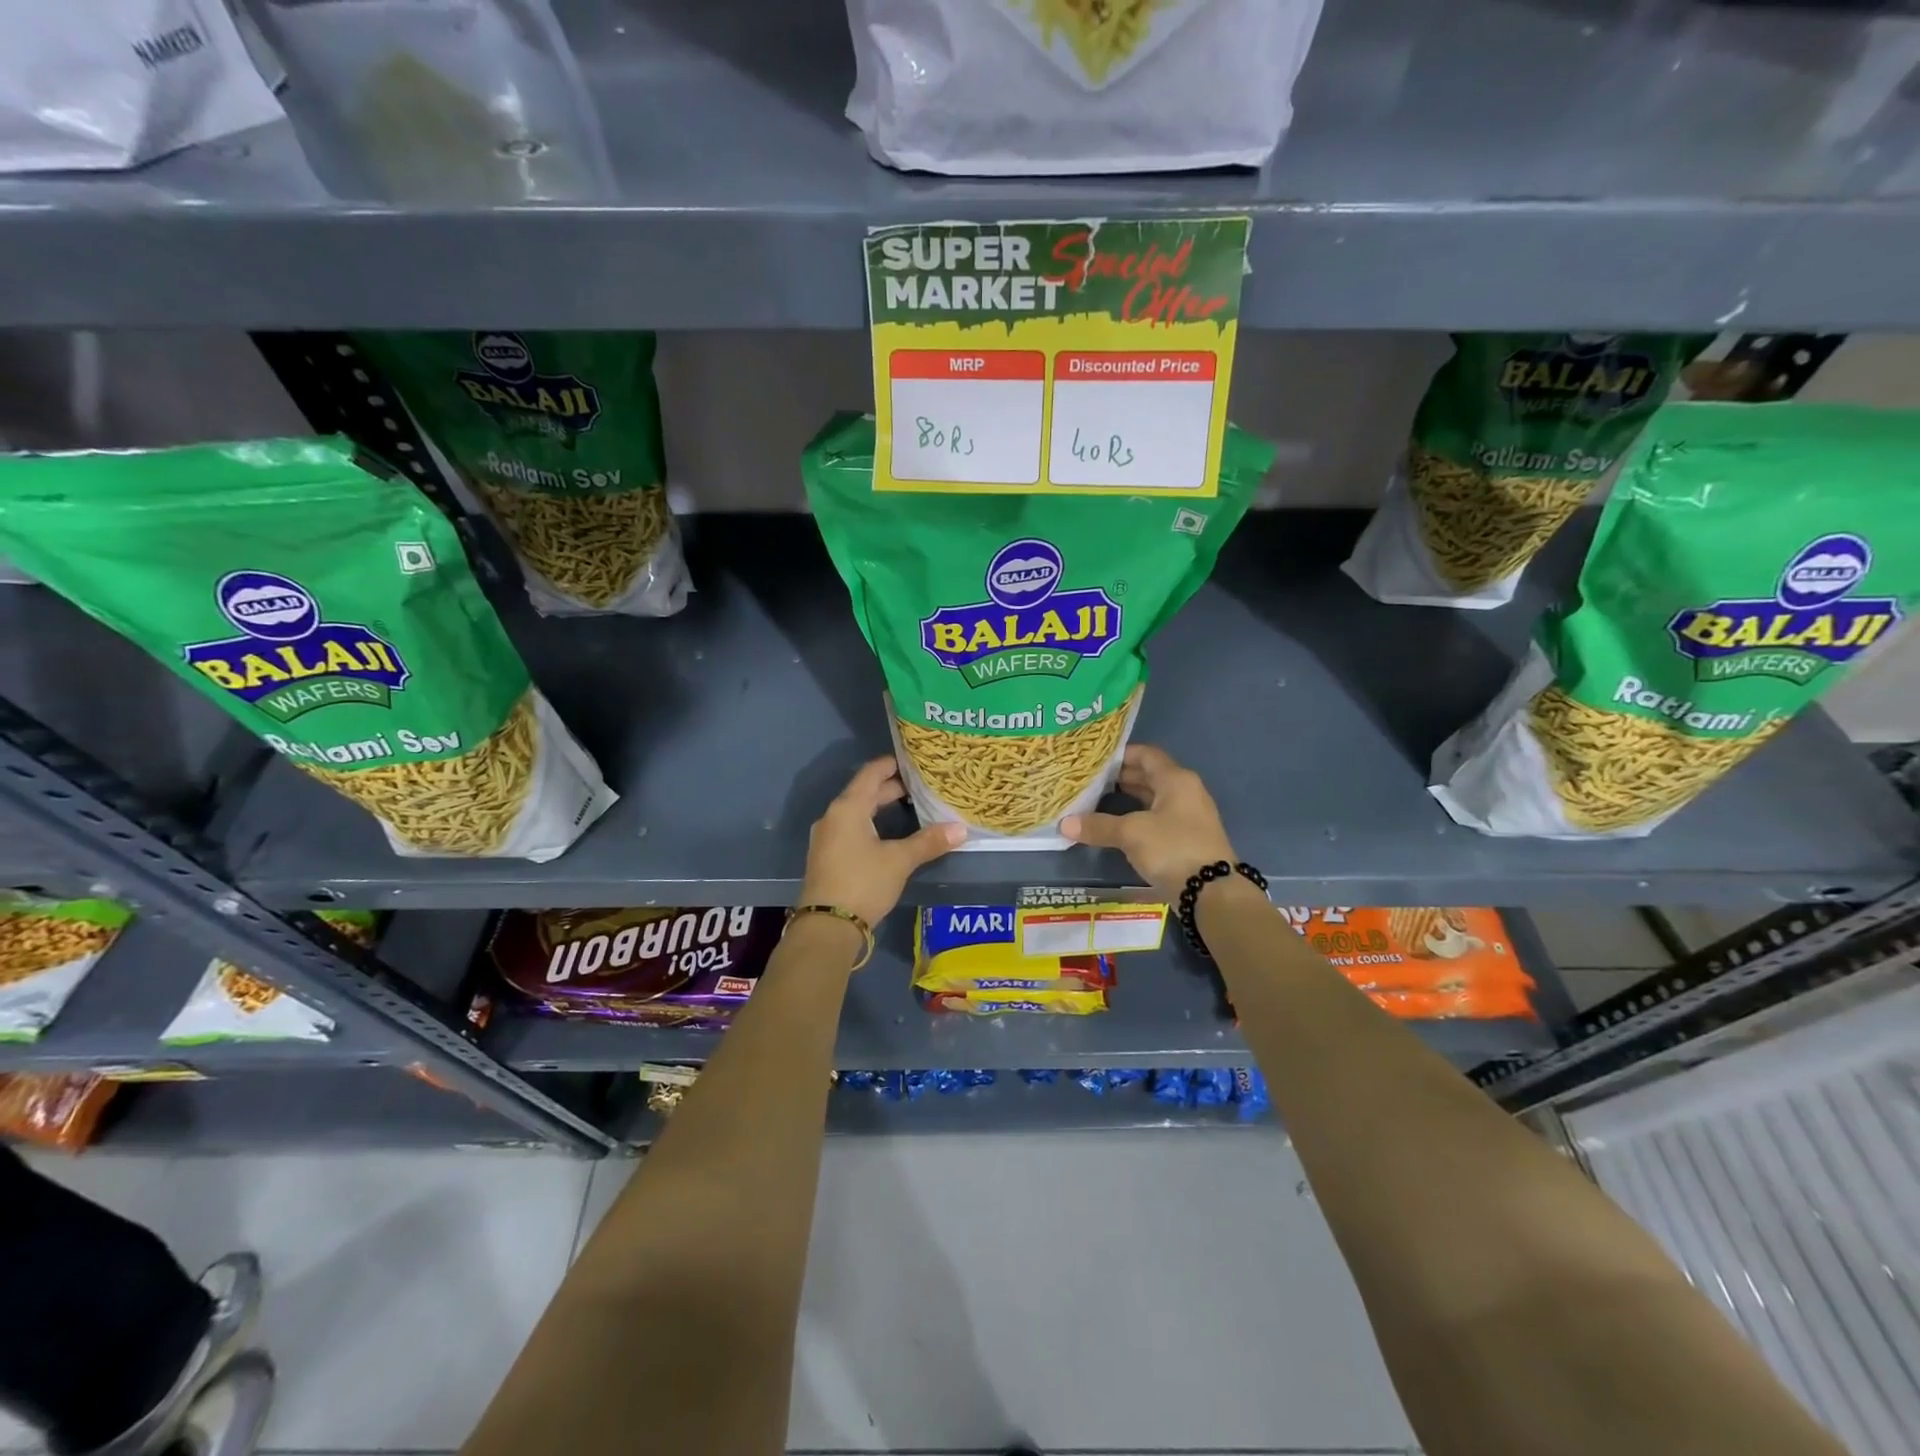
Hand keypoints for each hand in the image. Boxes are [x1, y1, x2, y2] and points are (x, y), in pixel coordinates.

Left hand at [798, 757, 965, 928]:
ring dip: (880, 807)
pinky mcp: (827, 856)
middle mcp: (833, 816)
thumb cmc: (863, 883)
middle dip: (891, 788)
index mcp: (848, 808)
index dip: (892, 764)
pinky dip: (871, 823)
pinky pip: (851, 828)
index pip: (871, 773)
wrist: (827, 926)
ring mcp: (827, 837)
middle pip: (864, 792)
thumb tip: (961, 829)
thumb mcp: (899, 861)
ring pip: (857, 812)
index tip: (914, 761)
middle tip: (921, 787)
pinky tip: (888, 834)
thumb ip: (928, 842)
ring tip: (909, 807)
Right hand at [1061, 743, 1234, 897]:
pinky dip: (1137, 817)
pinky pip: (1157, 818)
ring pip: (1153, 799)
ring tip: (1097, 800)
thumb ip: (1098, 826)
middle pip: (1150, 775)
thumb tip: (1064, 824)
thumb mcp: (1131, 834)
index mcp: (1176, 780)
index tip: (1094, 759)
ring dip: (1128, 798)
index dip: (1121, 754)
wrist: (1212, 893)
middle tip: (1090, 780)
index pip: (1146, 754)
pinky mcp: (1186, 839)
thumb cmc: (1172, 848)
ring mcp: (1188, 817)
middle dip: (1120, 777)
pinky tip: (1117, 826)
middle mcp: (1185, 792)